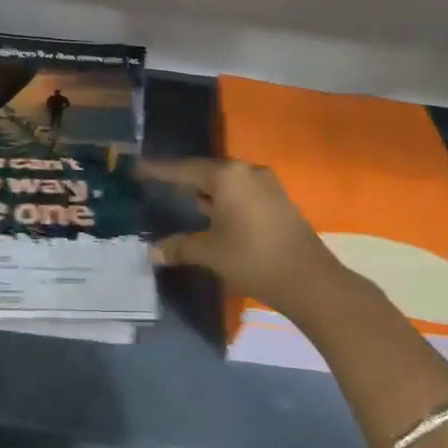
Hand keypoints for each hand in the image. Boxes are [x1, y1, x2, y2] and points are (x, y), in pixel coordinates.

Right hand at [138, 158, 351, 325]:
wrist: (309, 279)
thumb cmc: (252, 259)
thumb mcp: (210, 252)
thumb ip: (179, 247)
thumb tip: (152, 251)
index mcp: (227, 176)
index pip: (184, 169)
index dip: (159, 170)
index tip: (138, 168)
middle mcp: (247, 171)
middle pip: (206, 171)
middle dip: (182, 179)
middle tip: (158, 182)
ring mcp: (266, 184)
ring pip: (226, 182)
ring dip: (205, 190)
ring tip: (182, 197)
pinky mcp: (278, 200)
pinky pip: (241, 192)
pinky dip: (223, 199)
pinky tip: (212, 212)